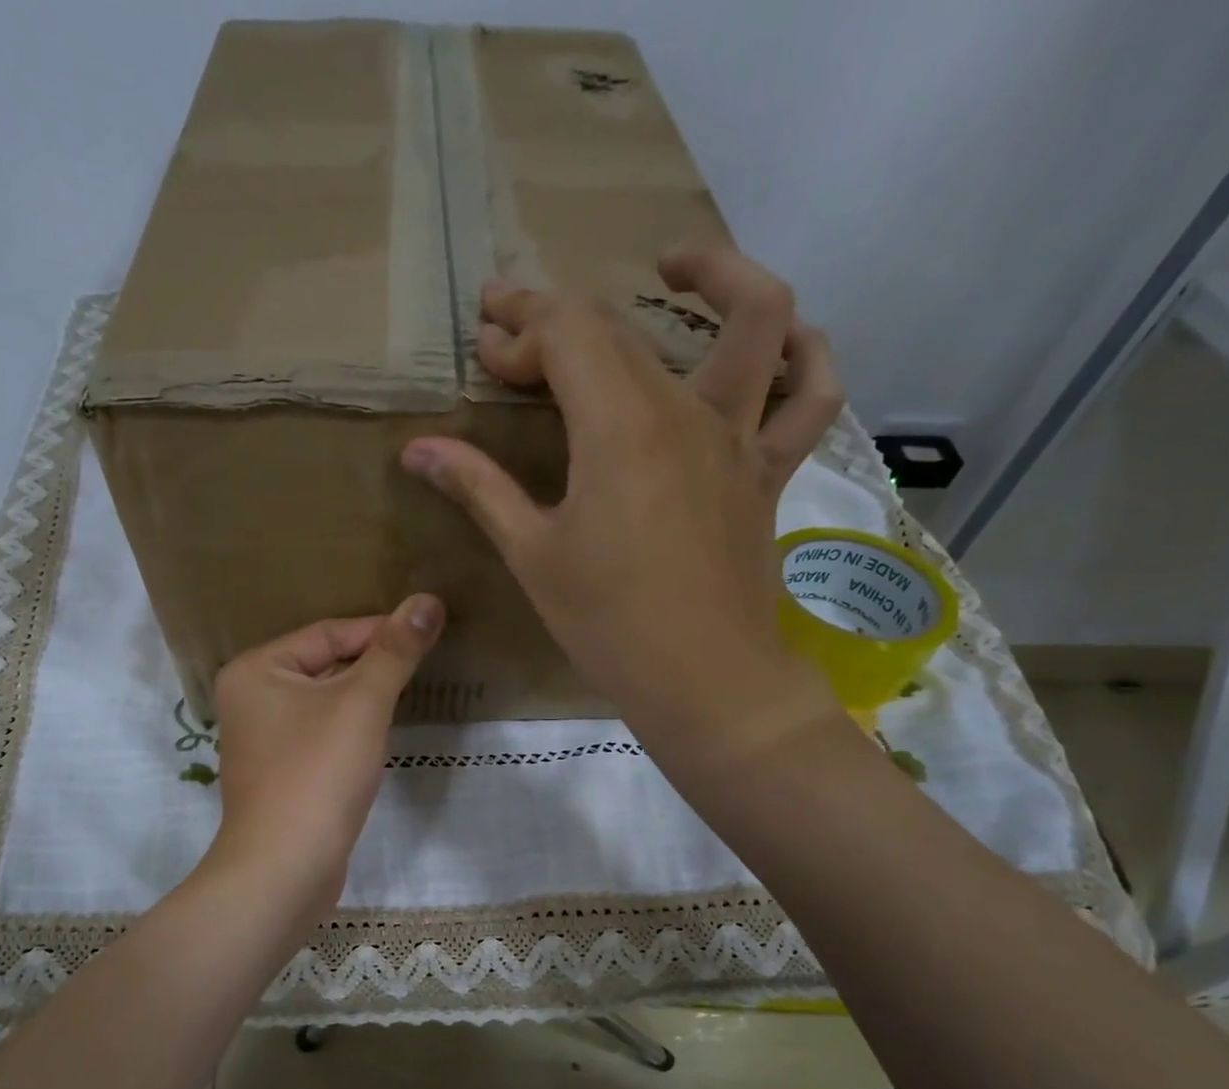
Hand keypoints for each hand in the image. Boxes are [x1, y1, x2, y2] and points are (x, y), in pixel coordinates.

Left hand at [206, 596, 444, 919]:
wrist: (285, 868)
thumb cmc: (318, 774)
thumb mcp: (362, 703)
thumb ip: (394, 651)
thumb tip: (427, 600)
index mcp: (256, 669)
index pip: (327, 633)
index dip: (380, 630)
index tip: (428, 632)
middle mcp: (250, 697)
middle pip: (324, 664)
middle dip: (373, 664)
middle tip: (423, 661)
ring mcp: (262, 738)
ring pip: (325, 701)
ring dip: (365, 696)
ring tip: (409, 691)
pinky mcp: (280, 771)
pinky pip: (321, 732)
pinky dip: (351, 728)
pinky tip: (378, 734)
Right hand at [399, 241, 845, 771]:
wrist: (702, 681)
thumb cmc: (607, 623)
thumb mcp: (533, 555)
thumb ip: (480, 488)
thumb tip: (418, 449)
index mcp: (619, 427)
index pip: (566, 335)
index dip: (520, 329)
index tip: (485, 349)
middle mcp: (686, 410)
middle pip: (623, 329)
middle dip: (557, 318)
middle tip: (513, 338)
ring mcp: (739, 436)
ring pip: (756, 320)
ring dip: (719, 275)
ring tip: (674, 267)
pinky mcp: (768, 471)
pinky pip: (811, 396)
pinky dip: (808, 354)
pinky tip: (782, 340)